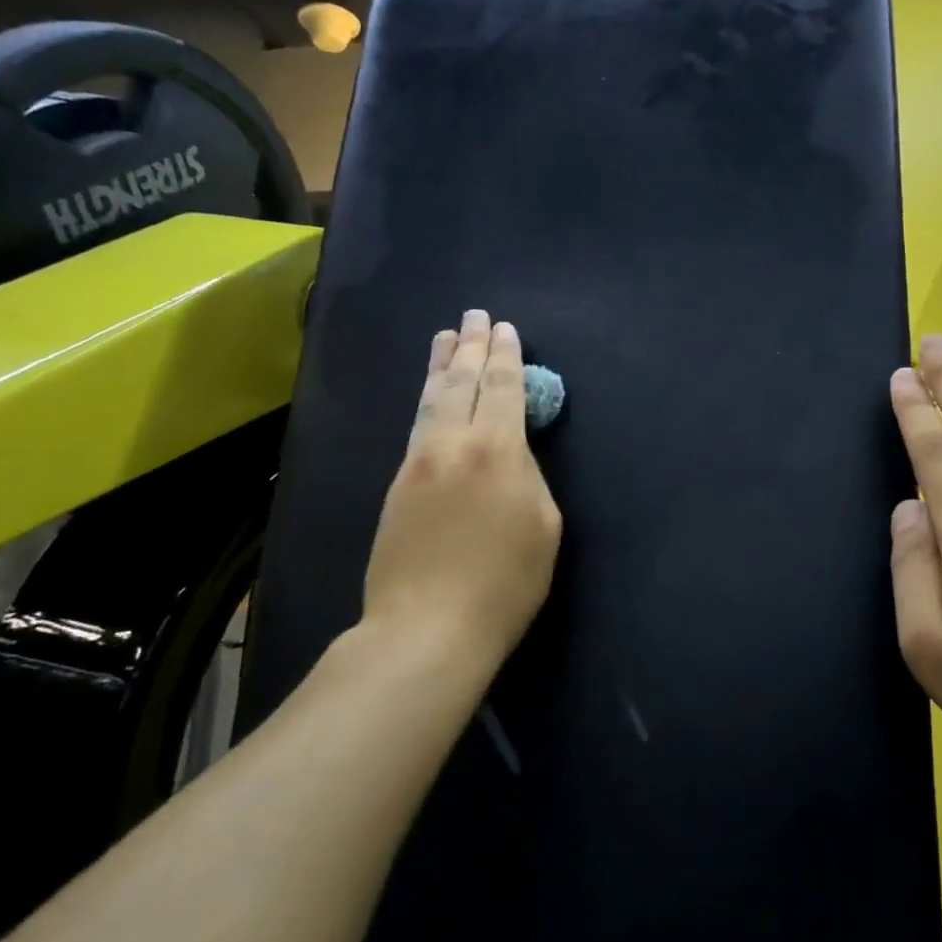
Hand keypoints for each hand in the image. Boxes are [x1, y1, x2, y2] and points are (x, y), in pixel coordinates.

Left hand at [360, 311, 561, 672]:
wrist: (428, 627)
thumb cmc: (504, 583)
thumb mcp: (543, 526)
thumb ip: (530, 477)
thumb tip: (512, 455)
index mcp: (498, 451)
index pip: (504, 388)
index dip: (506, 356)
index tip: (506, 329)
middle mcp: (454, 443)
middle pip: (462, 382)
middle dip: (471, 345)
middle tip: (474, 315)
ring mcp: (419, 462)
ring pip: (431, 399)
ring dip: (441, 364)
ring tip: (445, 336)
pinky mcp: (397, 485)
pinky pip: (416, 426)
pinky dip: (426, 399)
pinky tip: (429, 395)